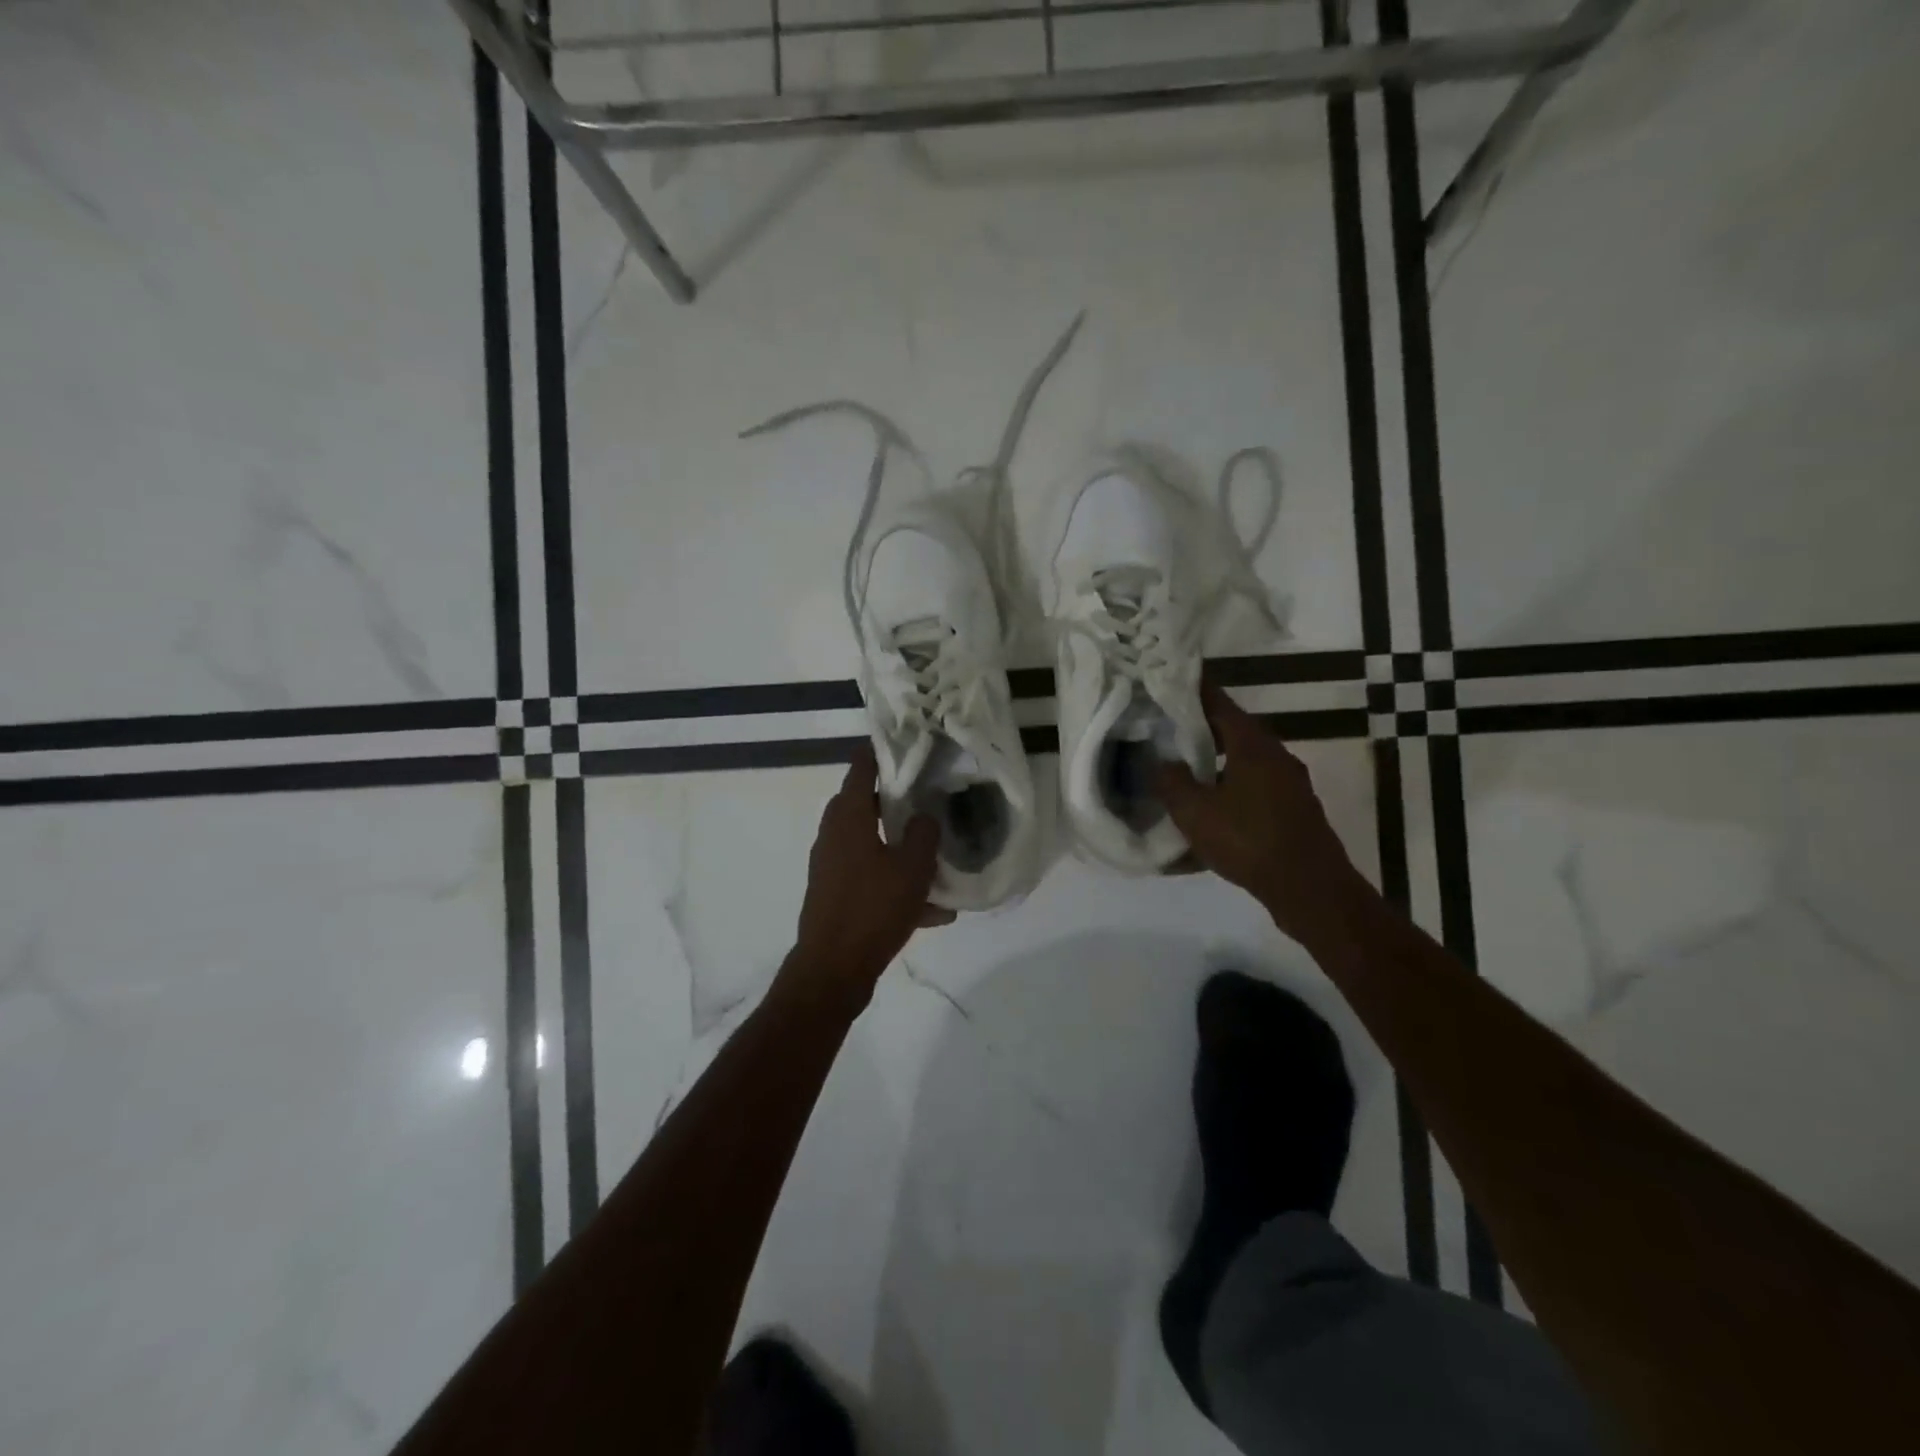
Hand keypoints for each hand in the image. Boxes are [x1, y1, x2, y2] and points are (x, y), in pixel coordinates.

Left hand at [787, 745, 952, 1004]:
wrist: (833, 970)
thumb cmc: (873, 909)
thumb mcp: (912, 869)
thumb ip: (924, 834)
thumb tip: (926, 816)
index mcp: (847, 817)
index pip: (861, 767)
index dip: (881, 751)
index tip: (906, 743)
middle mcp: (833, 835)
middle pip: (865, 805)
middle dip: (897, 802)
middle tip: (929, 798)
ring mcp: (831, 866)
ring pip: (872, 844)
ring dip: (901, 849)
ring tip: (937, 861)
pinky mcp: (836, 894)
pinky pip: (871, 877)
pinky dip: (896, 884)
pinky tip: (933, 911)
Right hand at [1155, 682, 1376, 946]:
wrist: (1310, 889)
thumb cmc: (1248, 841)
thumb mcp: (1195, 812)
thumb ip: (1172, 782)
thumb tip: (1161, 762)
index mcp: (1253, 745)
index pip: (1219, 704)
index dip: (1194, 692)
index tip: (1170, 682)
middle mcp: (1276, 756)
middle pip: (1234, 732)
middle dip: (1201, 731)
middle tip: (1168, 731)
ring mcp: (1290, 785)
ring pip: (1245, 763)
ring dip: (1217, 765)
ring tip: (1186, 774)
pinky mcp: (1294, 811)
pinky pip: (1255, 791)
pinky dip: (1231, 792)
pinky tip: (1212, 814)